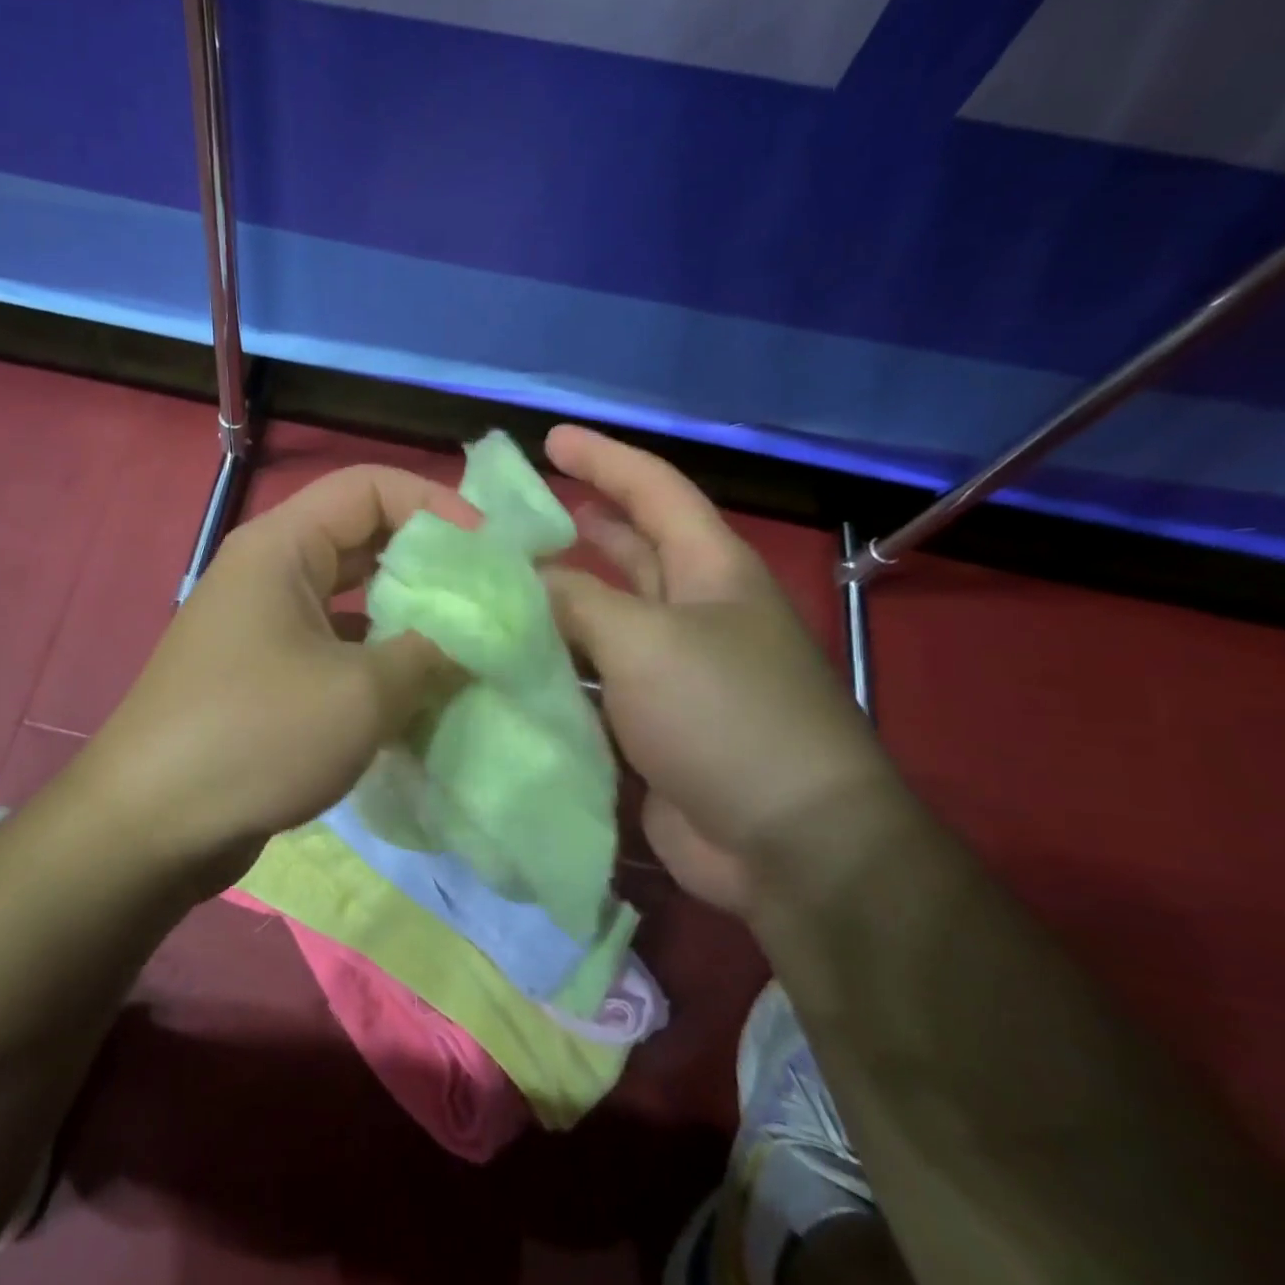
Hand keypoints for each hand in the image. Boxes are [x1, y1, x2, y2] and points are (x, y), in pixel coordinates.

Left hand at [71, 465, 474, 887]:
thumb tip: (476, 642)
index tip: (491, 552)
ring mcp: (263, 626)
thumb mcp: (361, 694)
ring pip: (353, 600)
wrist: (150, 825)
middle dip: (430, 564)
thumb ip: (431, 655)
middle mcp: (270, 572)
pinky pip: (334, 648)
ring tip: (468, 649)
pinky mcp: (264, 675)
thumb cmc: (255, 736)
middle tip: (491, 599)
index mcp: (282, 547)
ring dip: (408, 620)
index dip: (437, 504)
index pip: (371, 487)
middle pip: (364, 539)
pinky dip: (378, 664)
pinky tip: (419, 698)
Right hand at [540, 425, 898, 916]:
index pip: (654, 490)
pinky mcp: (651, 721)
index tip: (550, 439)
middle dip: (579, 525)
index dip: (603, 459)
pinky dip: (556, 664)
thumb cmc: (724, 714)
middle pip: (630, 549)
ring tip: (497, 584)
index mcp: (709, 570)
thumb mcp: (644, 641)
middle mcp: (694, 611)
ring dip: (558, 600)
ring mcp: (673, 669)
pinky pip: (594, 677)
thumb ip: (575, 602)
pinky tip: (509, 659)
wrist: (787, 844)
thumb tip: (521, 582)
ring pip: (604, 617)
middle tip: (514, 514)